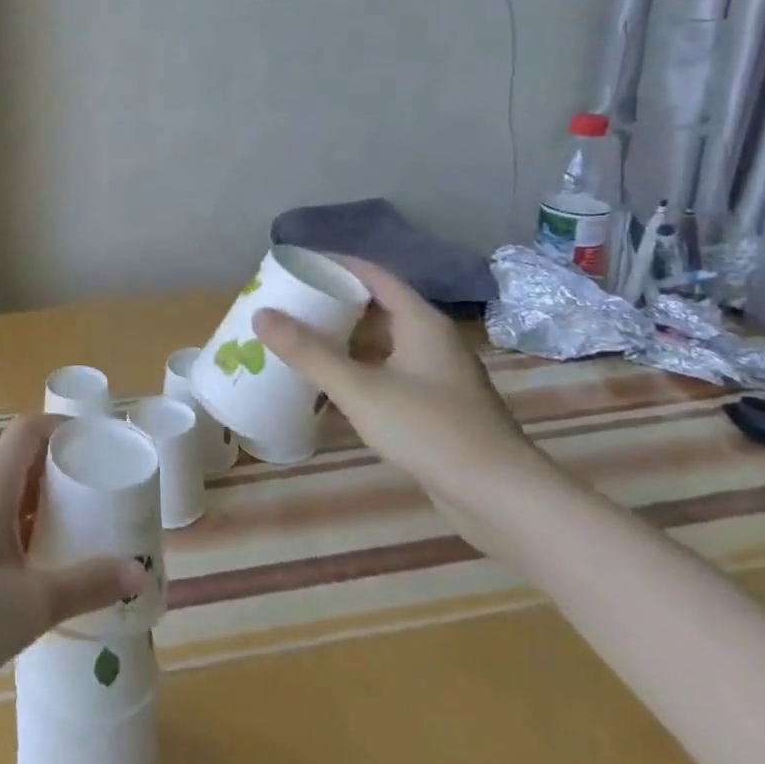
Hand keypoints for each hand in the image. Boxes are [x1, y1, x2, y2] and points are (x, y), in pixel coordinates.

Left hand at [0, 415, 144, 702]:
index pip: (28, 430)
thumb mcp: (31, 603)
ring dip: (50, 503)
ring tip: (89, 527)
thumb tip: (138, 570)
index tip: (101, 444)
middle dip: (66, 469)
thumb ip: (86, 585)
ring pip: (14, 495)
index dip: (64, 427)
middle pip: (25, 460)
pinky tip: (51, 566)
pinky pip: (3, 524)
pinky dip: (31, 532)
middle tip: (106, 492)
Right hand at [253, 258, 558, 531]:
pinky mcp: (437, 407)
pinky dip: (358, 369)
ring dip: (344, 339)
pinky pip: (389, 372)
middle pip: (377, 307)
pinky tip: (331, 385)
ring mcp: (437, 375)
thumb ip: (309, 352)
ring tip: (301, 339)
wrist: (503, 498)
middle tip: (290, 303)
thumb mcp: (360, 389)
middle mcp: (432, 340)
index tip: (296, 264)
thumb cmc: (431, 430)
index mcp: (420, 322)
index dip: (335, 264)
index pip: (373, 274)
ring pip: (383, 343)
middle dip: (333, 302)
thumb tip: (261, 315)